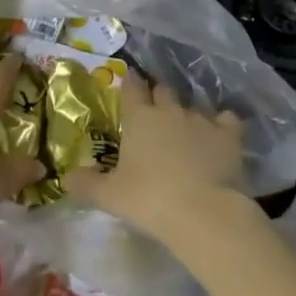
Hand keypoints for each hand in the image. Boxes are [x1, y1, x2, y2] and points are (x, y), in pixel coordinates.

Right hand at [67, 72, 246, 240]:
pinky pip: (227, 119)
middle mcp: (170, 110)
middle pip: (163, 90)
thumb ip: (86, 183)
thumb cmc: (150, 199)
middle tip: (155, 111)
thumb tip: (65, 177)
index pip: (132, 87)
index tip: (129, 82)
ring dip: (188, 114)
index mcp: (139, 117)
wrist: (204, 212)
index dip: (130, 83)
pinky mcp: (229, 135)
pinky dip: (223, 125)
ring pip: (194, 105)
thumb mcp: (110, 195)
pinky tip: (221, 136)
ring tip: (187, 130)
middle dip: (159, 96)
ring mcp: (202, 120)